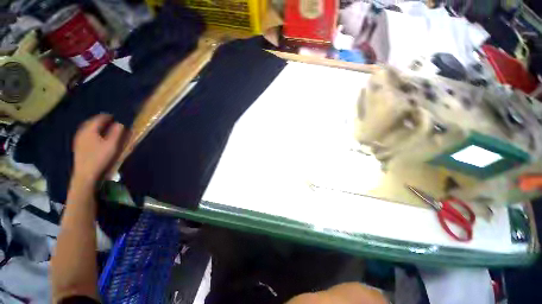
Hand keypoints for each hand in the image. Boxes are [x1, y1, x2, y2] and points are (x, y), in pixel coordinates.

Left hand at [72, 114, 124, 183]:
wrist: (85, 173)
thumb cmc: (100, 157)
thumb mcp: (112, 144)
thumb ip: (116, 133)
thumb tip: (120, 123)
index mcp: (89, 130)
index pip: (98, 118)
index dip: (107, 116)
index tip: (114, 116)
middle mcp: (82, 132)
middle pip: (91, 122)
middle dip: (100, 120)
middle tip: (109, 120)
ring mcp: (79, 139)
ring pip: (87, 128)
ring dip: (96, 126)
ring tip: (104, 127)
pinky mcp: (78, 146)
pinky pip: (86, 133)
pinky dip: (92, 131)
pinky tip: (96, 136)